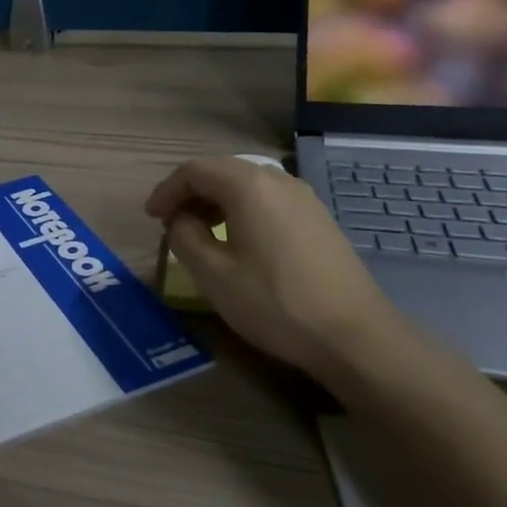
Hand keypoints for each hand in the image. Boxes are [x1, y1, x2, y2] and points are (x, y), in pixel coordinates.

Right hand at [144, 157, 403, 383]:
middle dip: (190, 192)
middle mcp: (277, 180)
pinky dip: (242, 210)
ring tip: (200, 232)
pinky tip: (239, 241)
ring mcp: (303, 198)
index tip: (152, 218)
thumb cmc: (275, 302)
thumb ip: (184, 237)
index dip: (166, 190)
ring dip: (216, 201)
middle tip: (171, 222)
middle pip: (221, 171)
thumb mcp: (213, 274)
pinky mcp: (319, 219)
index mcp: (248, 186)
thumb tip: (180, 221)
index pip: (194, 170)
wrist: (354, 336)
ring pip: (246, 185)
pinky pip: (268, 200)